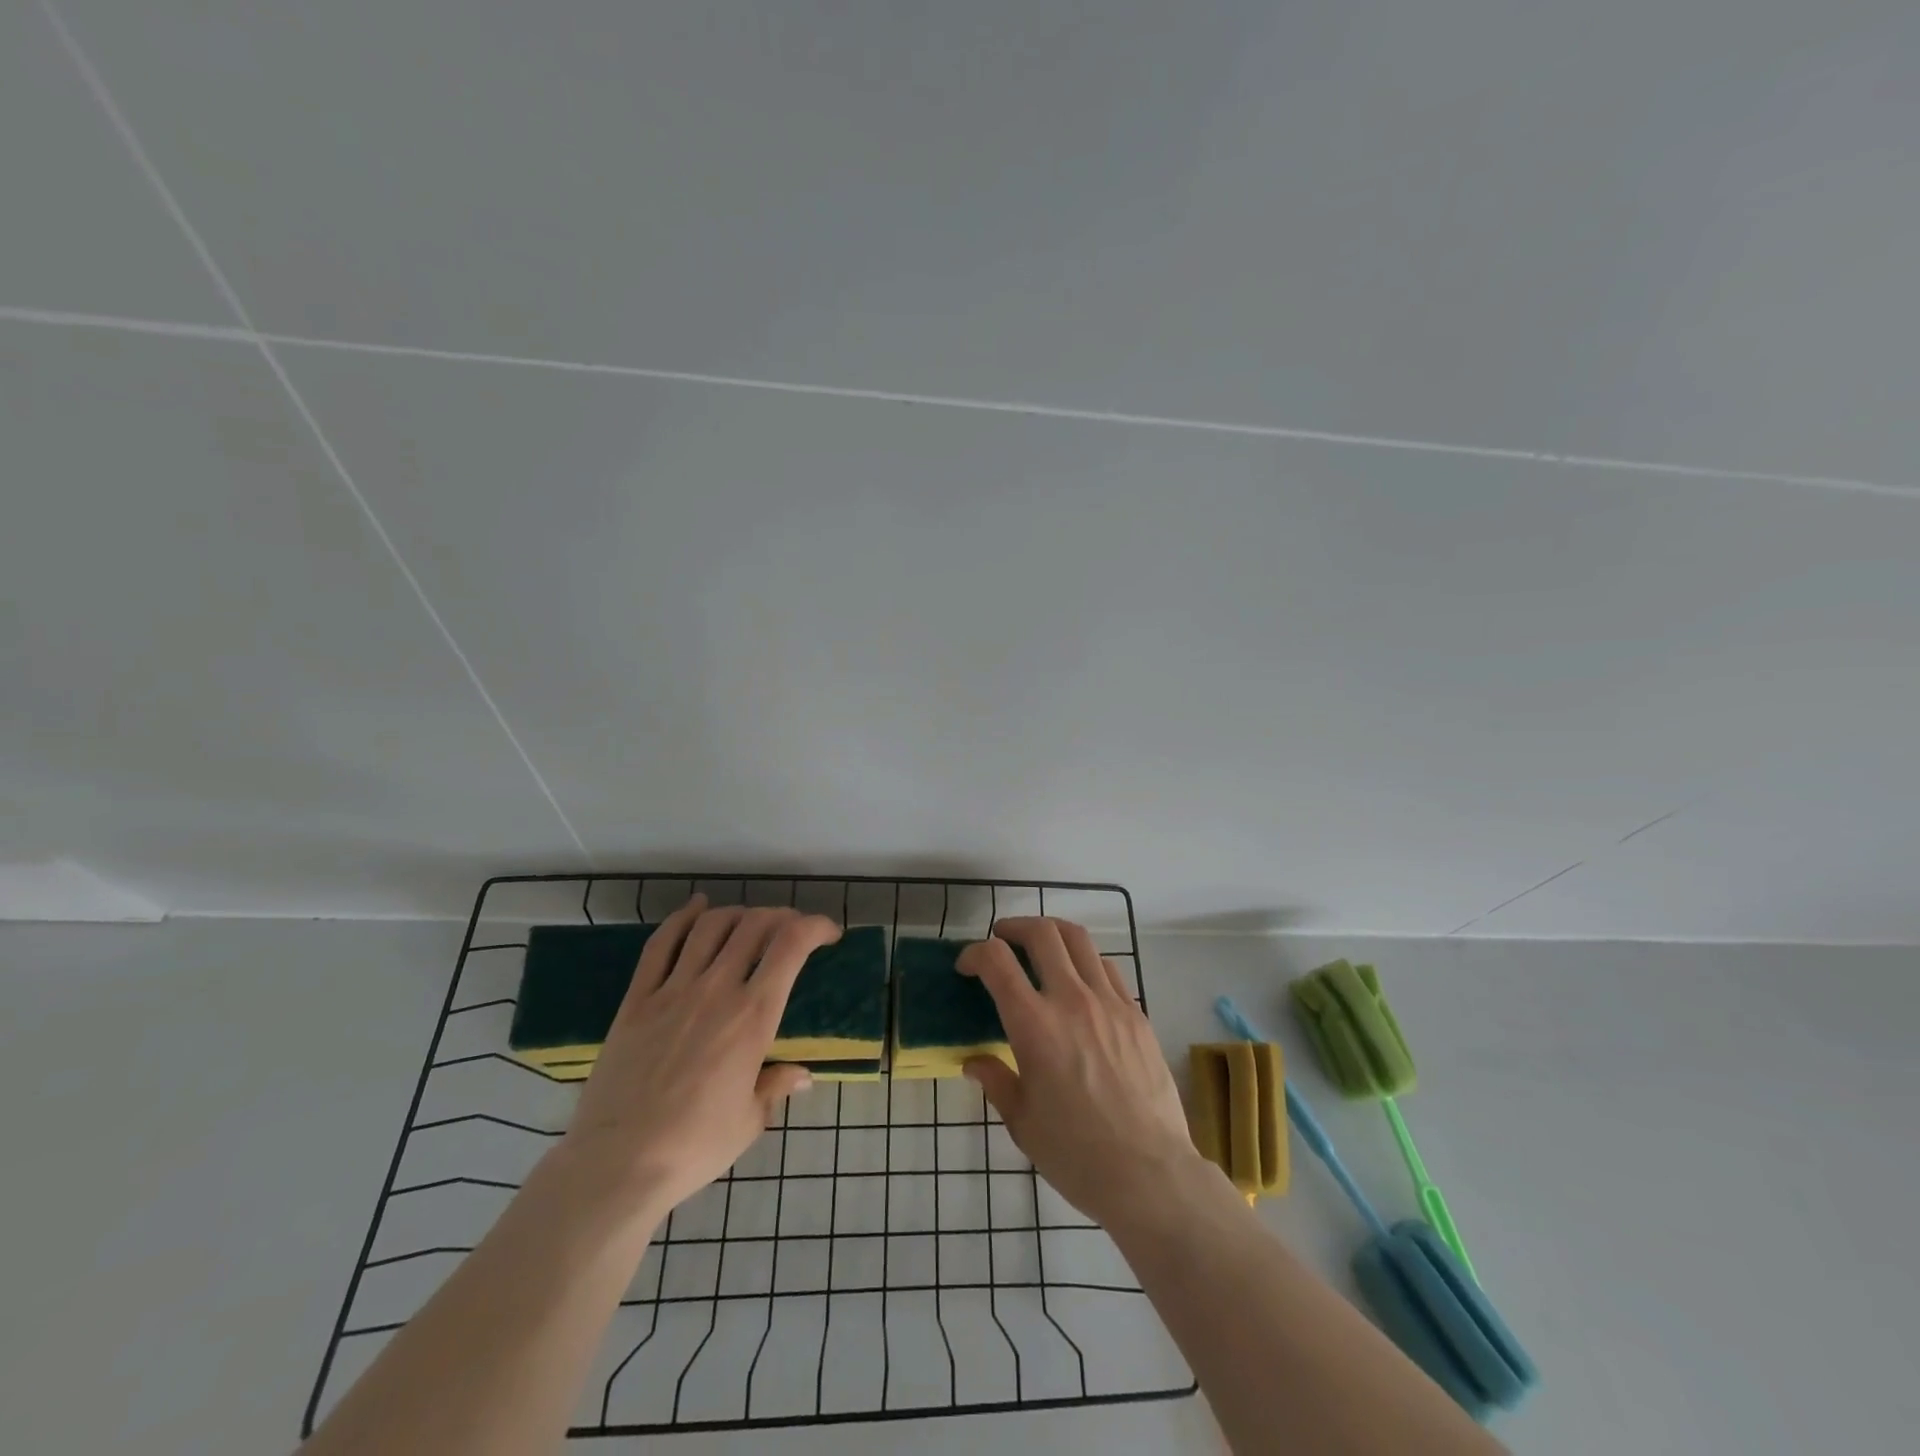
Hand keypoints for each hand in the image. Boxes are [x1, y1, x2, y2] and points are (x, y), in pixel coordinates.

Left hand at [556, 895, 841, 1214]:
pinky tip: (697, 907)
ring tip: (751, 922)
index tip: (828, 934)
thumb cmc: (695, 1146)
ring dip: (739, 914)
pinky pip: (661, 944)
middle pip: (755, 925)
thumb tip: (802, 1075)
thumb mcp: (750, 1120)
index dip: (816, 926)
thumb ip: (776, 1086)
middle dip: (782, 917)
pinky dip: (683, 918)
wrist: (618, 1164)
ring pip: (711, 926)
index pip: (792, 946)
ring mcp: (673, 990)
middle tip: (792, 930)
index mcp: (753, 1016)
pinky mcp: (637, 999)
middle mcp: (717, 989)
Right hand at [960, 917, 1203, 1229]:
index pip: (997, 962)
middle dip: (1014, 927)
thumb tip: (975, 1062)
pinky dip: (1085, 960)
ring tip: (1040, 945)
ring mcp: (1109, 1002)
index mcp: (1034, 1025)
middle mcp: (1071, 1000)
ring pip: (1079, 940)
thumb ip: (996, 1082)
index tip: (966, 966)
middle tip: (1002, 938)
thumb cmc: (1076, 1155)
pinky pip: (1108, 968)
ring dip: (1052, 933)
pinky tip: (1080, 980)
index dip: (974, 953)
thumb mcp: (1022, 1123)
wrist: (1149, 1174)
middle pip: (1042, 933)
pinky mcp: (1136, 1014)